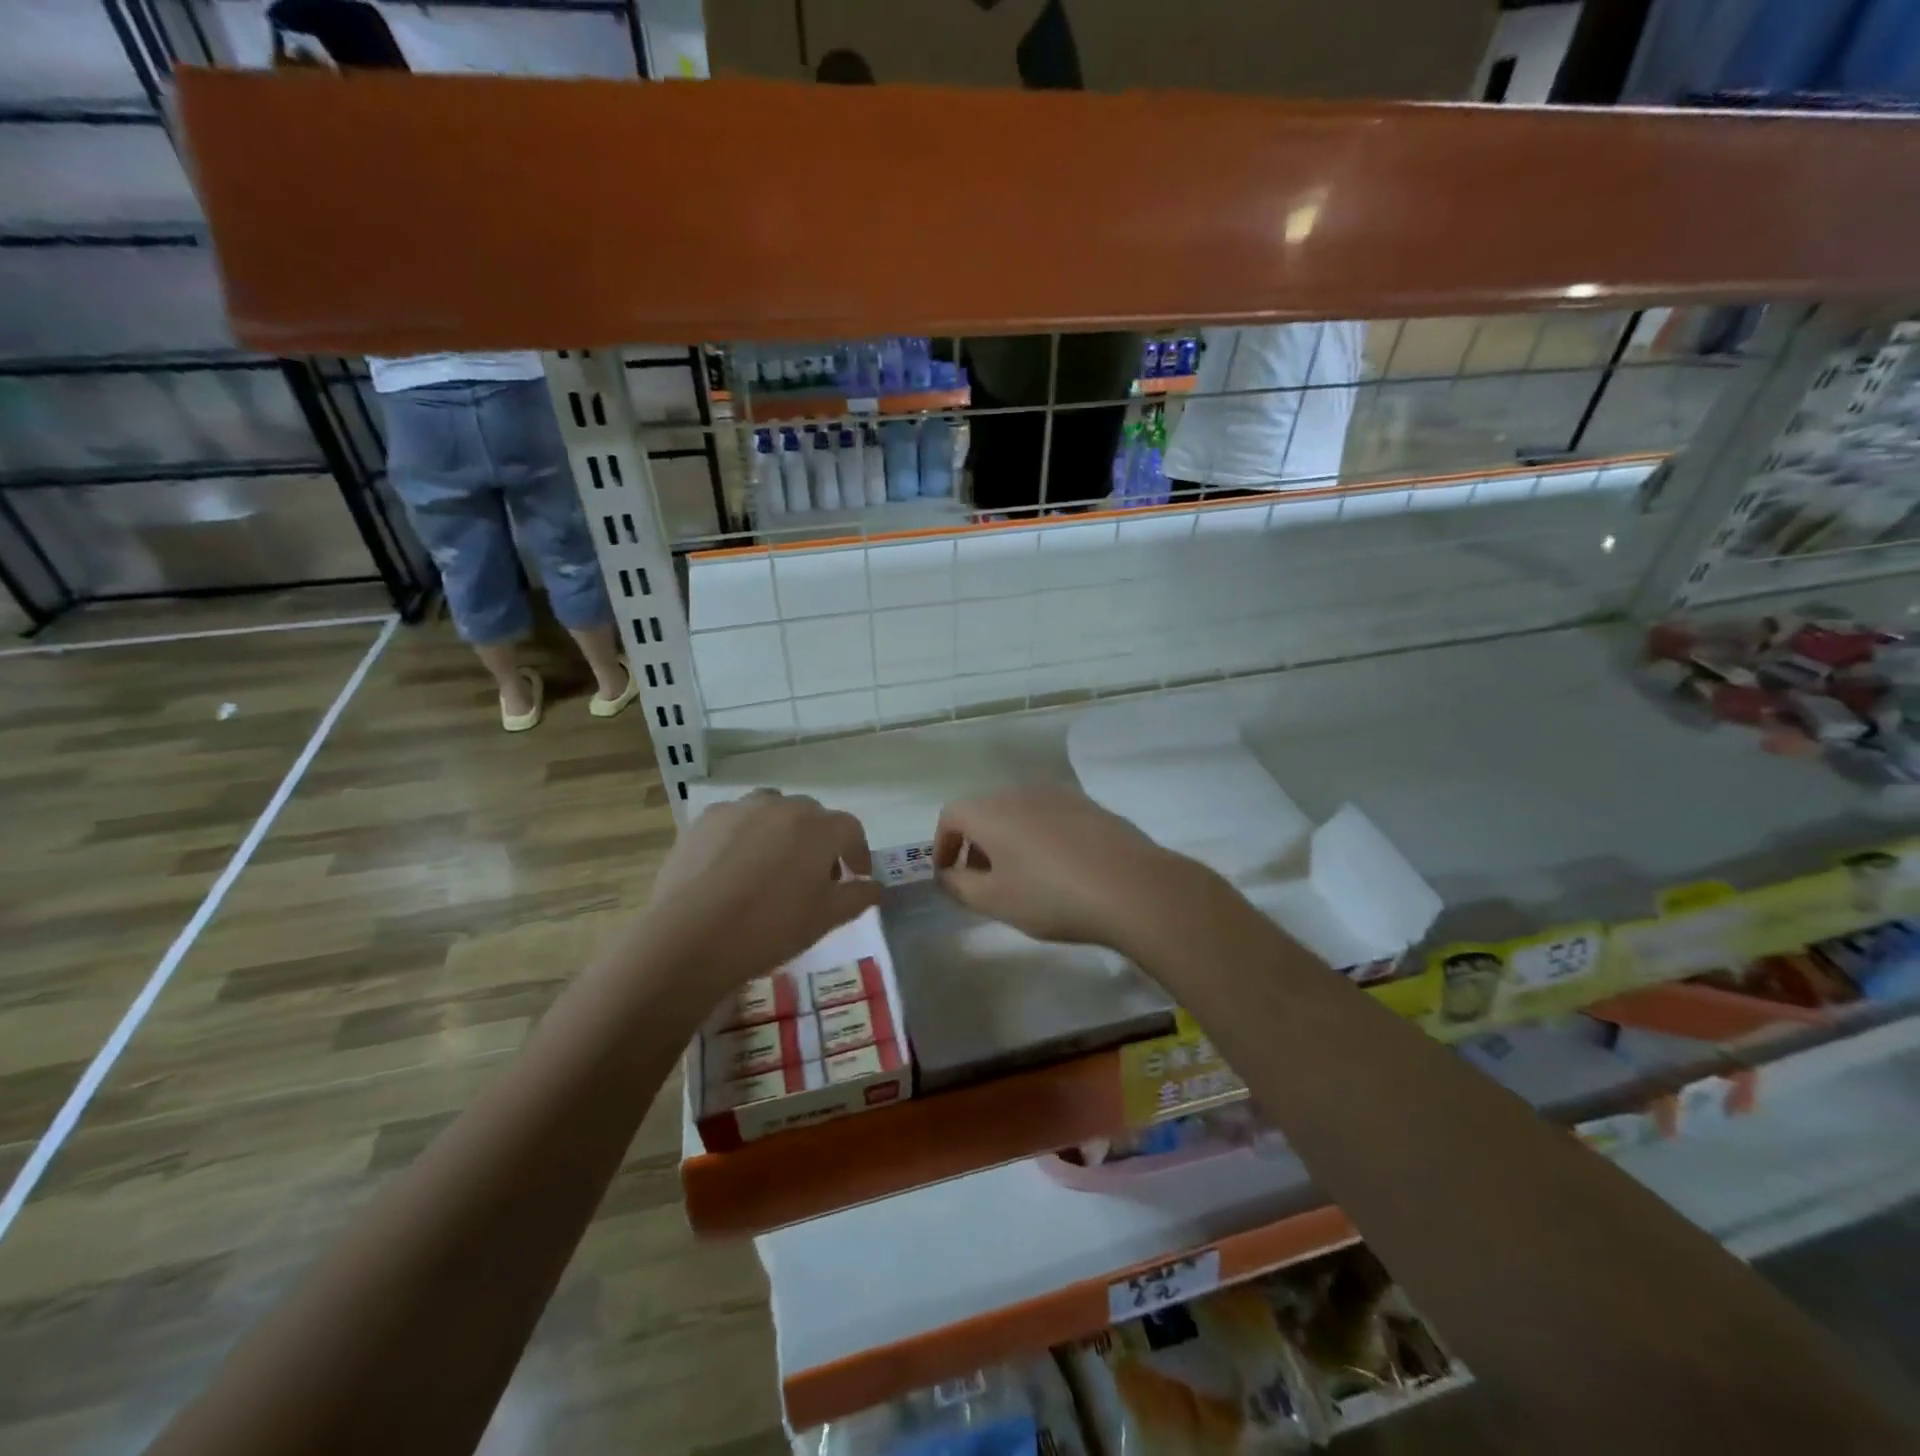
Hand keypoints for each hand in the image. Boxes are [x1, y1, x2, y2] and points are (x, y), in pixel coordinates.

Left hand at [634, 790, 881, 998]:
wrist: (690, 938)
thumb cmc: (769, 929)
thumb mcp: (825, 919)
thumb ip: (857, 897)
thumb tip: (873, 886)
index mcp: (819, 828)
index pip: (851, 830)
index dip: (857, 853)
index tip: (855, 877)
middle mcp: (783, 807)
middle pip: (812, 816)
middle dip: (820, 841)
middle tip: (814, 876)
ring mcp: (741, 809)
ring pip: (773, 810)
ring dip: (782, 830)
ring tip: (773, 864)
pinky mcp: (705, 820)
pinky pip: (737, 819)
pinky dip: (745, 835)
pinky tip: (734, 866)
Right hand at [933, 786, 1210, 949]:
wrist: (1132, 887)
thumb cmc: (1052, 896)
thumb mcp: (995, 901)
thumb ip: (960, 886)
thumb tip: (946, 875)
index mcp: (991, 810)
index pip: (951, 816)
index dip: (942, 846)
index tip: (948, 876)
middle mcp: (1020, 791)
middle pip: (985, 811)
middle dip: (975, 844)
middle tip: (982, 881)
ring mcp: (1059, 794)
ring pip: (1018, 812)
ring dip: (1008, 840)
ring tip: (1020, 877)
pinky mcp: (1089, 805)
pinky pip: (1049, 816)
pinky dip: (1039, 837)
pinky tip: (1058, 869)